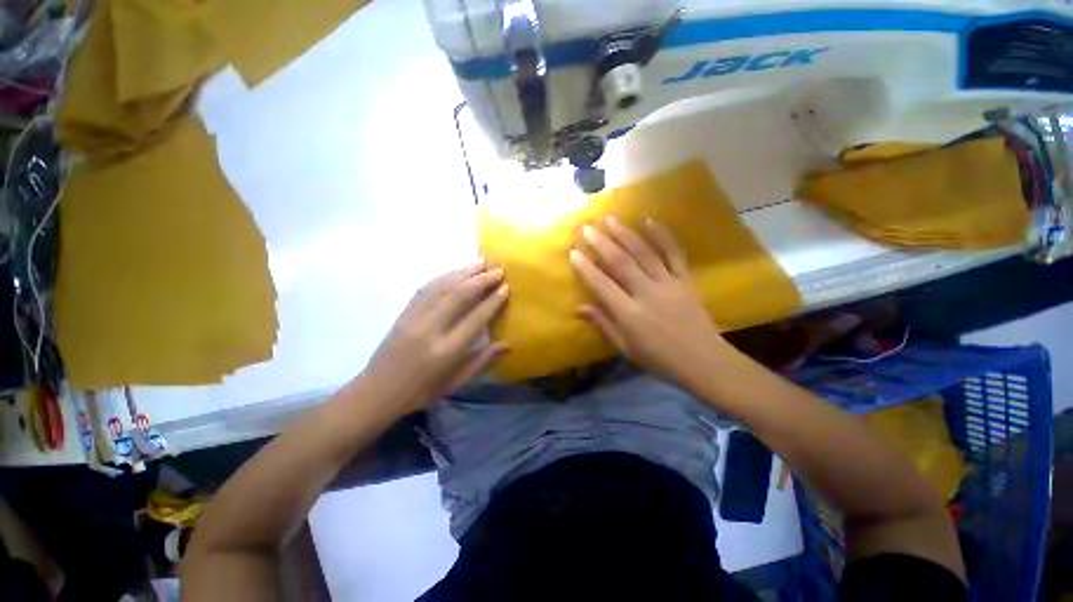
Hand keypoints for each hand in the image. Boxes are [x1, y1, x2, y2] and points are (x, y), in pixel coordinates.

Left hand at [361, 262, 508, 412]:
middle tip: (499, 269)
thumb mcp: (456, 383)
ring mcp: (414, 317)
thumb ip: (483, 361)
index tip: (506, 287)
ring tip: (482, 263)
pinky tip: (456, 271)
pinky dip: (445, 276)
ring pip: (443, 286)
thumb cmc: (422, 391)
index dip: (493, 301)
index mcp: (447, 351)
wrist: (377, 392)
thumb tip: (508, 344)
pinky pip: (426, 287)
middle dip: (482, 279)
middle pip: (459, 295)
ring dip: (464, 272)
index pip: (476, 318)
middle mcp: (431, 329)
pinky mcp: (404, 312)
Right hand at [570, 216, 730, 391]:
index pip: (602, 285)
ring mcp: (669, 284)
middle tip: (587, 228)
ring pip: (644, 253)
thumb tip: (579, 308)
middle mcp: (647, 294)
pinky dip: (662, 235)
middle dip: (601, 243)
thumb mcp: (625, 348)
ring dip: (625, 234)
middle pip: (621, 263)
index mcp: (630, 314)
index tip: (573, 252)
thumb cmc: (659, 359)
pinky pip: (674, 253)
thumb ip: (603, 324)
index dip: (585, 268)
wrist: (703, 361)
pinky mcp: (685, 280)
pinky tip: (649, 220)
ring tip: (610, 219)